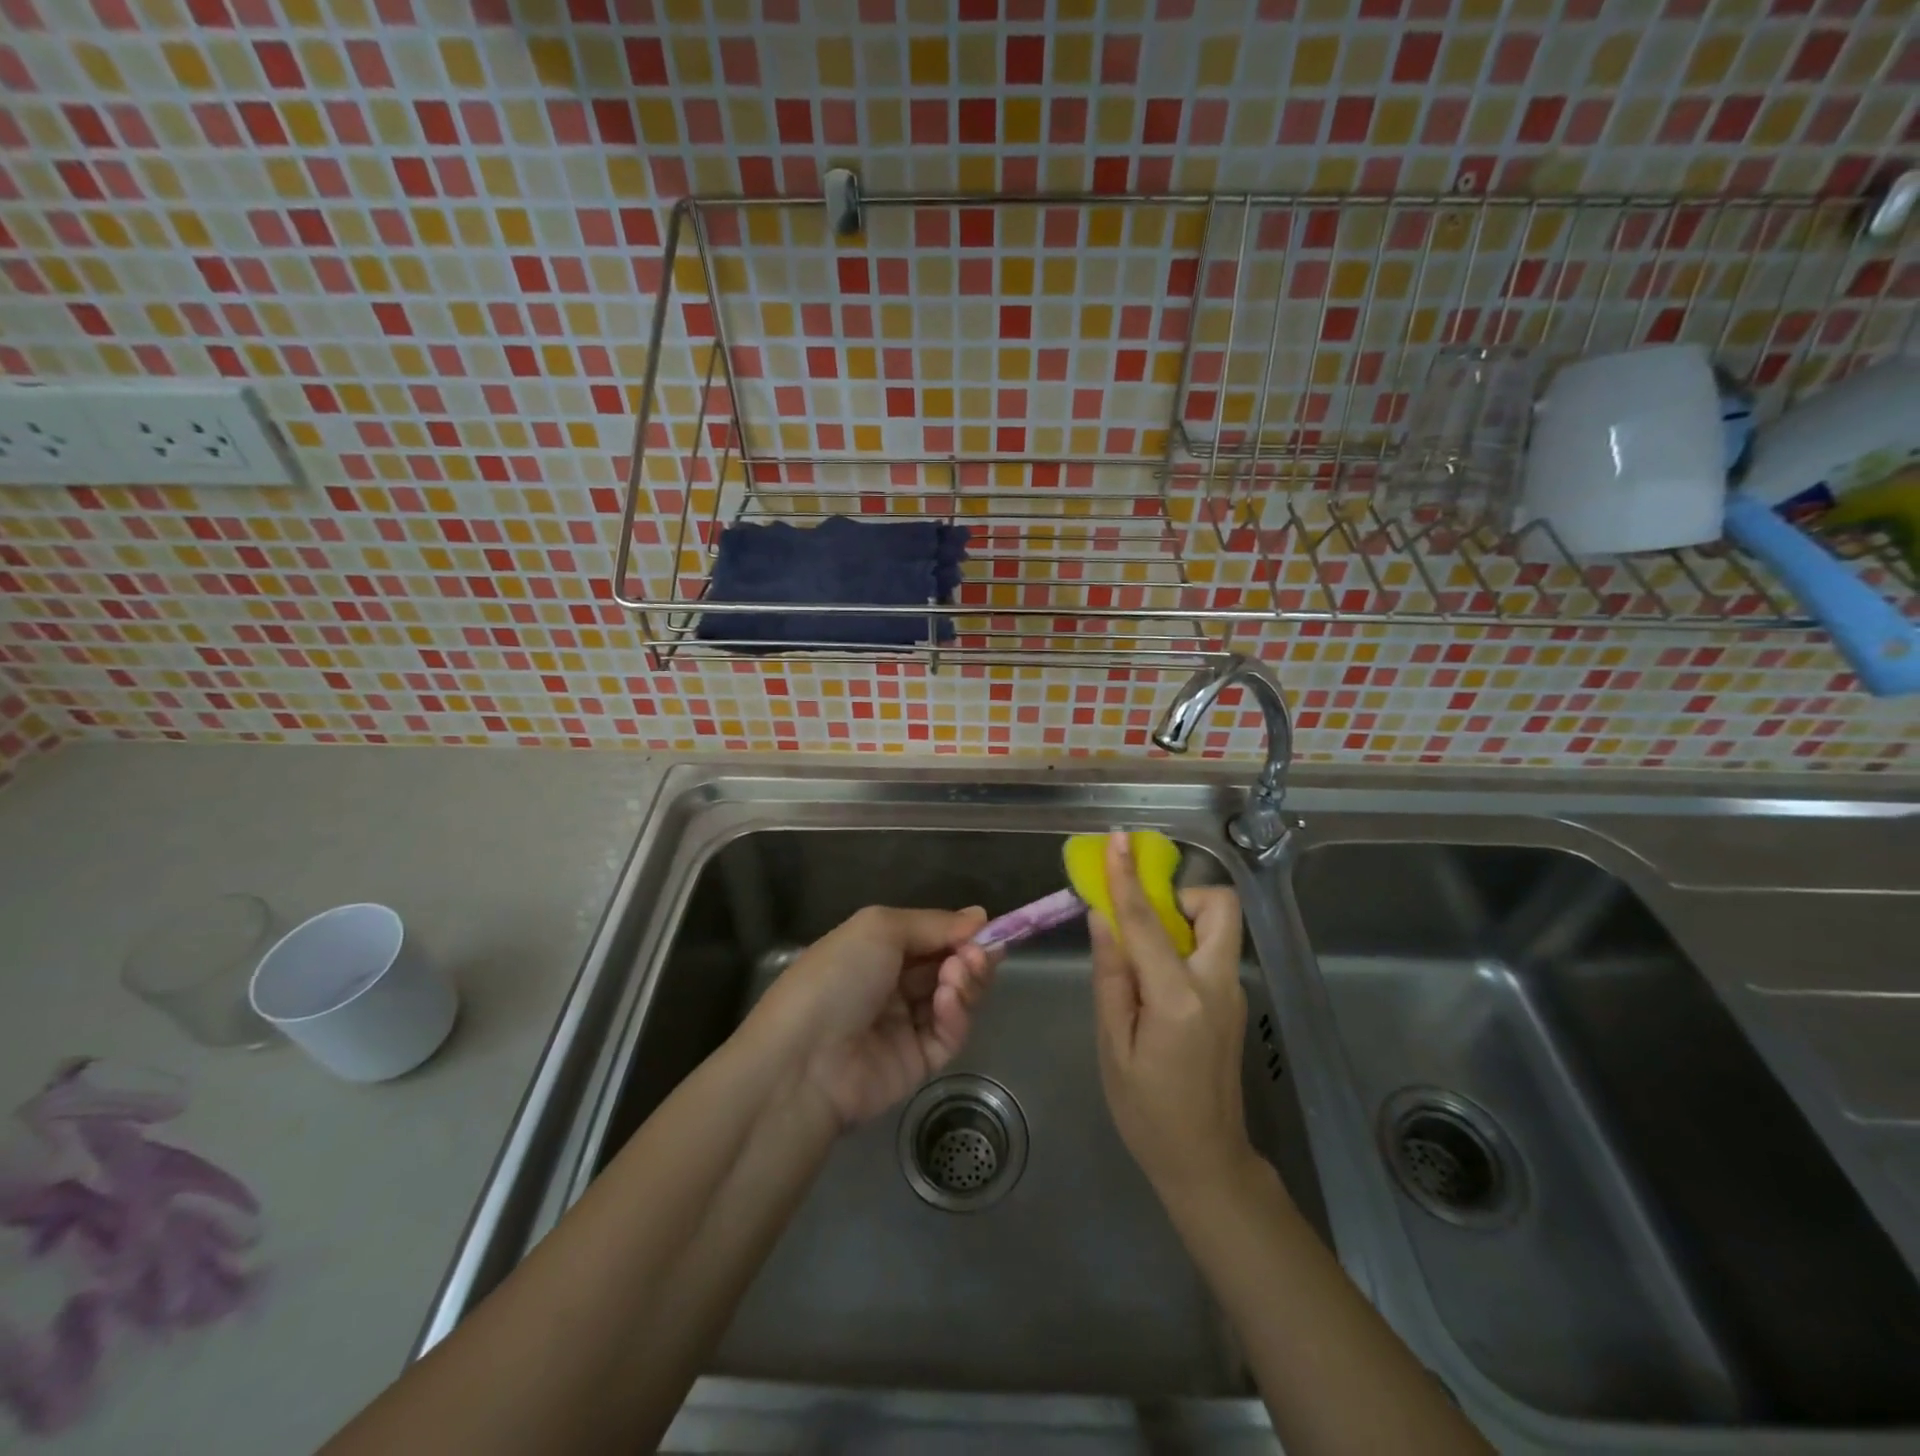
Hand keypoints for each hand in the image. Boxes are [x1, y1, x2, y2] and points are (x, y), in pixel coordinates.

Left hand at [754, 906, 997, 1129]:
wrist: (804, 1062)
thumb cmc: (837, 978)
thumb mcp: (880, 928)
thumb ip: (933, 923)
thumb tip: (979, 916)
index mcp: (875, 951)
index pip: (930, 936)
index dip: (959, 932)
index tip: (989, 928)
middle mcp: (891, 985)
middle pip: (947, 966)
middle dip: (968, 955)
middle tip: (979, 953)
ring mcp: (904, 1025)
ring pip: (954, 998)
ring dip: (964, 981)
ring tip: (960, 974)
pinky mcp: (917, 1063)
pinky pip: (948, 1034)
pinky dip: (955, 1014)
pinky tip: (948, 1001)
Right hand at [1090, 829, 1256, 1199]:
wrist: (1206, 1162)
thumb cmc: (1147, 1110)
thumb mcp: (1113, 1045)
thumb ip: (1111, 975)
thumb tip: (1103, 917)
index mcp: (1179, 997)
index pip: (1149, 921)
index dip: (1128, 877)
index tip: (1118, 840)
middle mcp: (1216, 984)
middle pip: (1218, 906)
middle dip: (1180, 894)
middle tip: (1141, 917)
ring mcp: (1232, 992)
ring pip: (1217, 927)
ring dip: (1180, 919)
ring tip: (1138, 954)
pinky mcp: (1232, 1002)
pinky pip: (1210, 951)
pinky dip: (1181, 944)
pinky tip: (1151, 981)